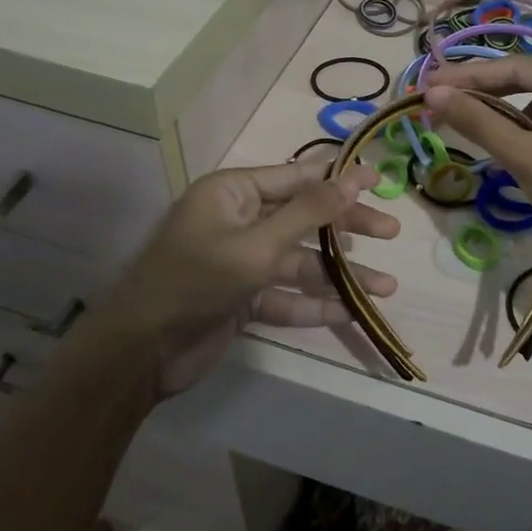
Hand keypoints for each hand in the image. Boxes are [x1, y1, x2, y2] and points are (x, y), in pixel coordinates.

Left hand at [100, 158, 399, 398]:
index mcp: (233, 193)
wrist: (140, 352)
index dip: (340, 178)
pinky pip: (285, 296)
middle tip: (391, 232)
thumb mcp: (258, 244)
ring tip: (386, 288)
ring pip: (300, 262)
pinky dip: (314, 305)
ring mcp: (240, 261)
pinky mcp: (242, 298)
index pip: (297, 177)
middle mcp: (239, 221)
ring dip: (339, 275)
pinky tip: (349, 314)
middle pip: (304, 219)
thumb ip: (309, 213)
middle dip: (347, 229)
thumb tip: (353, 178)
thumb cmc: (196, 281)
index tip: (380, 179)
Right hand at [424, 56, 531, 284]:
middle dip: (483, 95)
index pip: (514, 67)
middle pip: (527, 81)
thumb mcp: (526, 157)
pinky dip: (529, 134)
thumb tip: (433, 93)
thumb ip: (479, 121)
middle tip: (438, 103)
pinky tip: (511, 153)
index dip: (466, 76)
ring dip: (506, 118)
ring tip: (474, 134)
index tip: (426, 83)